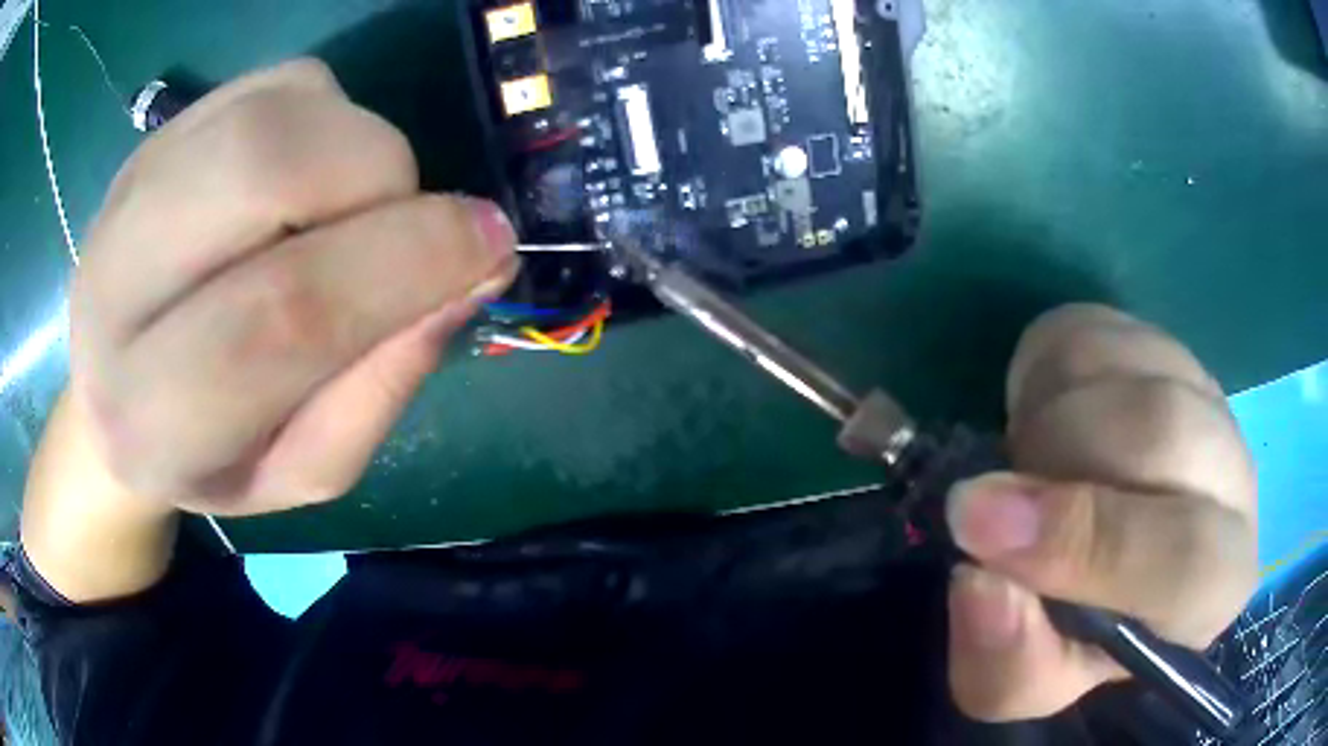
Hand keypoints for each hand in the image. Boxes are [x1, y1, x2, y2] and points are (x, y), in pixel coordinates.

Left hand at [69, 59, 518, 516]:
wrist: (111, 395)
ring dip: (356, 145)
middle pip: (264, 169)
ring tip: (352, 207)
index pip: (277, 315)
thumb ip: (377, 391)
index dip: (401, 265)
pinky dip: (329, 117)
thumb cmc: (208, 457)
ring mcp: (130, 189)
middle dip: (378, 181)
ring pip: (273, 111)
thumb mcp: (299, 470)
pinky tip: (306, 177)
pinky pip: (275, 85)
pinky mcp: (158, 132)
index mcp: (147, 416)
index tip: (490, 248)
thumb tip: (466, 274)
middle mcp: (114, 287)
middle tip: (411, 223)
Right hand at [944, 304, 1257, 720]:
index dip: (1090, 545)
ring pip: (1123, 370)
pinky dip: (1046, 377)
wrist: (1105, 545)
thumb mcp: (1027, 679)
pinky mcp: (1162, 346)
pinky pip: (1094, 332)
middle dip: (1058, 463)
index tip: (982, 534)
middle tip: (995, 498)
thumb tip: (980, 584)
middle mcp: (1233, 480)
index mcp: (1214, 587)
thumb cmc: (1076, 631)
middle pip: (1161, 432)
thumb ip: (1009, 661)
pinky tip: (1051, 425)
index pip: (1186, 557)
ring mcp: (1204, 396)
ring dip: (1046, 423)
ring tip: (1031, 470)